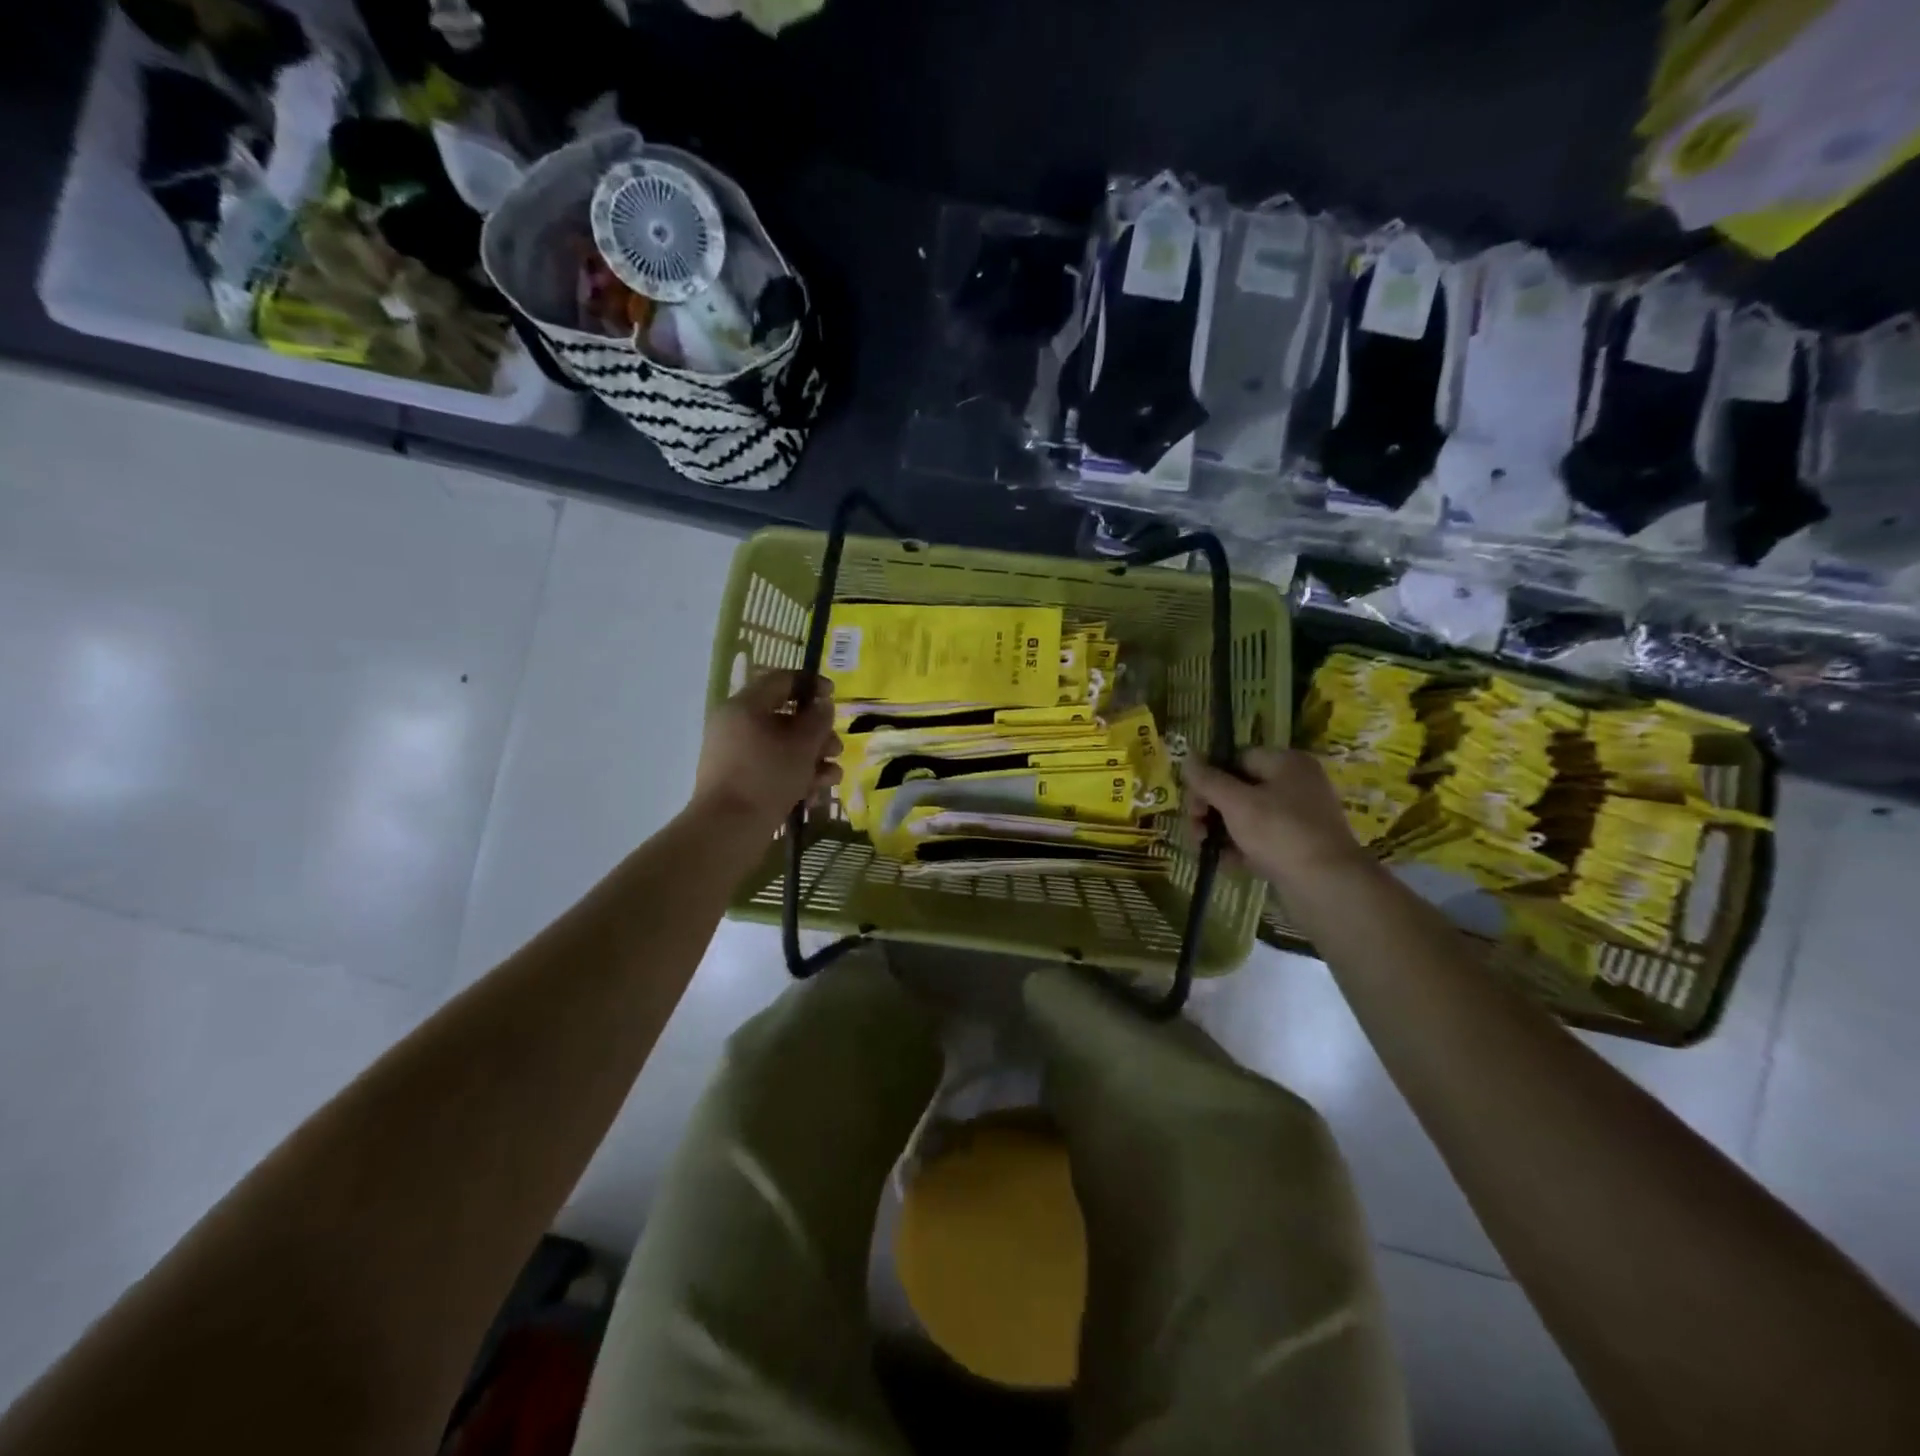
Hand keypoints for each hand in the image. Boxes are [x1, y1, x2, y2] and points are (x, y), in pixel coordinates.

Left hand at [691, 671, 841, 831]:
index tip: (833, 696)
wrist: (728, 829)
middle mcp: (736, 725)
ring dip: (812, 758)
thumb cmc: (767, 777)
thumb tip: (822, 705)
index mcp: (744, 706)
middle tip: (835, 749)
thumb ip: (818, 719)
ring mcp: (735, 755)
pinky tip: (814, 795)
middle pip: (784, 717)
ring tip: (832, 777)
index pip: (780, 680)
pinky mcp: (739, 781)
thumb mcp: (802, 744)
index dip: (811, 684)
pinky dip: (794, 776)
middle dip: (817, 733)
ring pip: (782, 746)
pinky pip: (772, 768)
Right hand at [1183, 747, 1373, 889]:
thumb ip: (1208, 779)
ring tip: (1203, 849)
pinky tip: (1224, 863)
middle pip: (1238, 789)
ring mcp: (1297, 818)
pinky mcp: (1296, 847)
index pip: (1237, 759)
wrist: (1327, 886)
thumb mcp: (1236, 802)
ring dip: (1219, 831)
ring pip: (1246, 817)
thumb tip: (1187, 757)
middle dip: (1210, 809)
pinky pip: (1259, 840)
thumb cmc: (1280, 833)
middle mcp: (1295, 785)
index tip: (1193, 802)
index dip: (1210, 778)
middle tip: (1194, 829)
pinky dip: (1239, 849)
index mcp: (1286, 763)